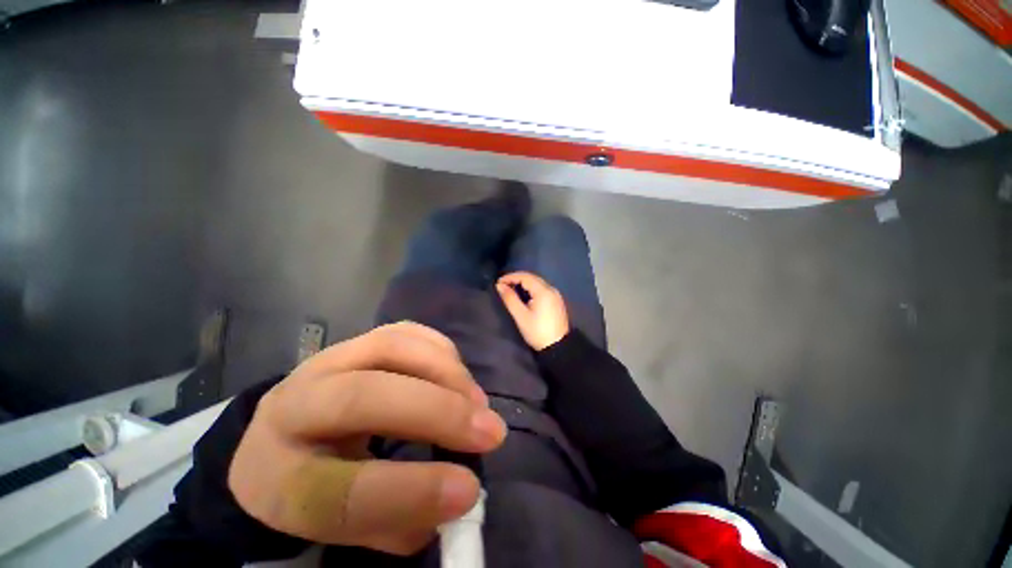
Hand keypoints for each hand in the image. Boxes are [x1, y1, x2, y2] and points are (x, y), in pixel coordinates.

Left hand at [228, 322, 506, 555]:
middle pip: (362, 397)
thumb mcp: (346, 525)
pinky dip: (440, 349)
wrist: (288, 433)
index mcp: (275, 478)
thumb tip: (459, 492)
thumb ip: (400, 519)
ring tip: (478, 402)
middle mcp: (293, 407)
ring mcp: (327, 360)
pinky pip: (404, 331)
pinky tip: (458, 373)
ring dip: (446, 373)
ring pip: (389, 348)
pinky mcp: (357, 339)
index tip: (469, 490)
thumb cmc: (320, 484)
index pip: (334, 491)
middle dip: (437, 412)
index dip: (410, 491)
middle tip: (490, 433)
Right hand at [496, 271, 569, 350]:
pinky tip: (523, 295)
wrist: (558, 347)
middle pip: (532, 277)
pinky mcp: (556, 301)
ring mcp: (556, 295)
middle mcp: (551, 289)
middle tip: (503, 285)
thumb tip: (500, 286)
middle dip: (516, 279)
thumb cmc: (537, 331)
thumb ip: (510, 299)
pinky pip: (542, 288)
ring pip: (537, 282)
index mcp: (543, 291)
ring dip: (524, 283)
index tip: (498, 283)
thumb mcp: (520, 316)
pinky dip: (531, 288)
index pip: (525, 276)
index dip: (510, 277)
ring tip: (511, 289)